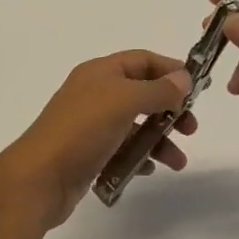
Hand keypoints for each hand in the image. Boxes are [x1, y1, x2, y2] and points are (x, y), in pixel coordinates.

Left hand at [0, 51, 195, 231]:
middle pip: (141, 94)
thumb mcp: (123, 101)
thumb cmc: (82, 130)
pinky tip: (148, 169)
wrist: (40, 178)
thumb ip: (157, 90)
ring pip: (134, 126)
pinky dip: (139, 157)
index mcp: (99, 73)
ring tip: (177, 162)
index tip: (197, 89)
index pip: (141, 60)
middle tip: (190, 129)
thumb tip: (183, 78)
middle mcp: (94, 94)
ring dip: (159, 140)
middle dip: (169, 109)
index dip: (170, 70)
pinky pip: (122, 150)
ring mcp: (90, 126)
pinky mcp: (89, 154)